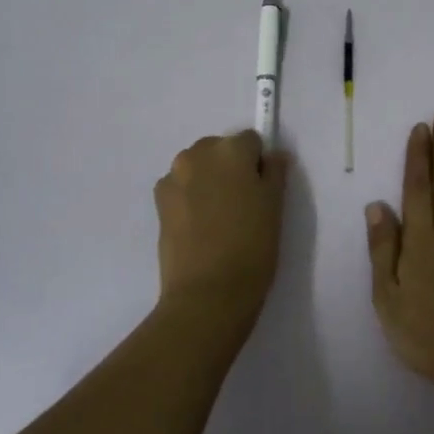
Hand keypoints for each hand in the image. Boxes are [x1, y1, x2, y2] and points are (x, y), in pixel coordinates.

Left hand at [154, 130, 289, 323]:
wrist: (207, 292)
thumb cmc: (252, 247)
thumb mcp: (275, 207)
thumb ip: (275, 173)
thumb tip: (274, 155)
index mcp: (231, 150)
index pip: (251, 141)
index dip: (258, 164)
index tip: (262, 191)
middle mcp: (198, 153)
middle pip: (220, 149)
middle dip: (230, 168)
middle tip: (241, 205)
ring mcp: (174, 176)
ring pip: (197, 166)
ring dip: (208, 180)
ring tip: (218, 218)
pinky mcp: (159, 200)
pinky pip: (179, 186)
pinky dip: (189, 196)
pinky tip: (198, 225)